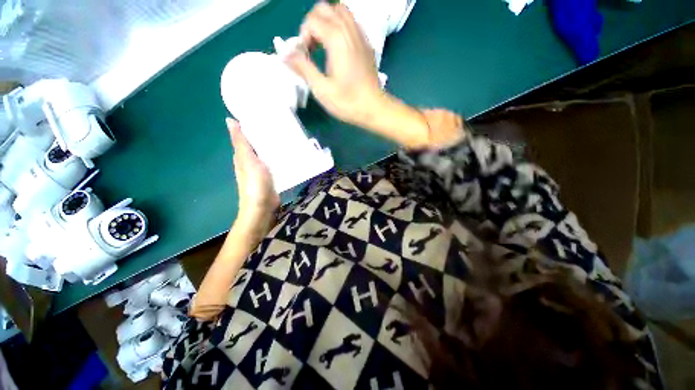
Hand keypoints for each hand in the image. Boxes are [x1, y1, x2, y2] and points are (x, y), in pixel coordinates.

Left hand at [227, 118, 279, 231]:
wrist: (263, 207)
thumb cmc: (254, 183)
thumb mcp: (247, 160)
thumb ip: (241, 142)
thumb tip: (230, 120)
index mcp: (242, 155)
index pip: (245, 136)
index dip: (251, 124)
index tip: (263, 113)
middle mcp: (250, 161)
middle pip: (257, 143)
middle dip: (265, 133)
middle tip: (279, 122)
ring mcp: (261, 170)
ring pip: (266, 153)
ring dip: (273, 145)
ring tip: (286, 134)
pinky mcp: (271, 176)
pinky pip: (274, 162)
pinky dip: (279, 156)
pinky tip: (287, 152)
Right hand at [286, 3, 385, 127]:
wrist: (374, 109)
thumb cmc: (348, 103)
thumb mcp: (322, 90)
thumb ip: (303, 68)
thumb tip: (285, 54)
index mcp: (337, 40)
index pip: (312, 20)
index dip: (303, 36)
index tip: (304, 57)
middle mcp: (350, 31)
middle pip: (325, 8)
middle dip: (312, 24)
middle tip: (311, 48)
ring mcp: (361, 36)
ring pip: (340, 12)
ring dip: (327, 23)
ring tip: (323, 46)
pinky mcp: (366, 44)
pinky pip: (351, 23)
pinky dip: (340, 28)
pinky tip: (338, 49)